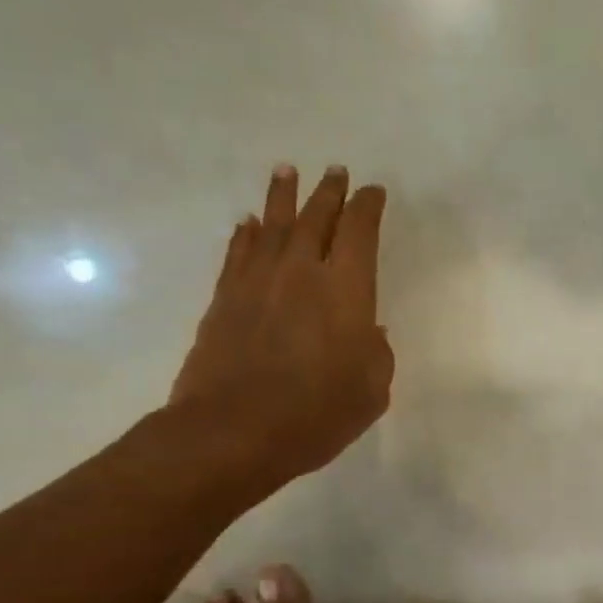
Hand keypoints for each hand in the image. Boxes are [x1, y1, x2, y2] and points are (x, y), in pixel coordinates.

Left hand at [170, 164, 392, 498]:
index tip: (373, 192)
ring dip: (283, 196)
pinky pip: (238, 252)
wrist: (234, 431)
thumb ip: (377, 354)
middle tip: (335, 171)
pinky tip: (248, 223)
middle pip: (316, 217)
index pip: (360, 230)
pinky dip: (246, 234)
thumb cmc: (316, 414)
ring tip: (286, 172)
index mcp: (346, 288)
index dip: (368, 207)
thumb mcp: (371, 391)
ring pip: (273, 224)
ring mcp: (257, 281)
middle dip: (329, 191)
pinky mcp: (224, 298)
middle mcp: (301, 271)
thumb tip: (368, 330)